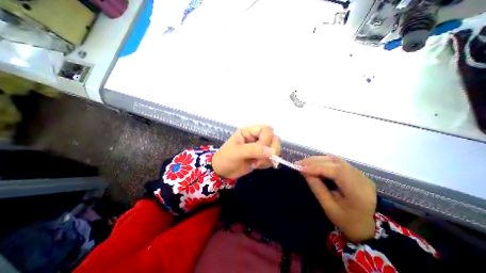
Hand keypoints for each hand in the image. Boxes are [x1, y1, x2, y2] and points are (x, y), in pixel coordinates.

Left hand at [213, 125, 280, 179]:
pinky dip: (267, 163)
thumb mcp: (237, 152)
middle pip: (274, 138)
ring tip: (256, 164)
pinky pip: (271, 158)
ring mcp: (259, 148)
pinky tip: (256, 166)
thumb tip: (272, 151)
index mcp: (249, 132)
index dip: (267, 139)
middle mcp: (256, 137)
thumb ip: (254, 150)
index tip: (261, 150)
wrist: (222, 172)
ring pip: (274, 149)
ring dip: (268, 158)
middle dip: (270, 150)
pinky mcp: (261, 157)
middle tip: (259, 160)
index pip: (266, 129)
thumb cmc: (226, 158)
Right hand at [299, 156, 376, 242]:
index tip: (301, 169)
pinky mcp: (356, 172)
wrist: (368, 226)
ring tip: (304, 163)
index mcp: (357, 192)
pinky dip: (323, 161)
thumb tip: (304, 171)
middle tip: (298, 163)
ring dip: (317, 160)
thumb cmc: (346, 220)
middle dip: (314, 161)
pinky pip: (337, 162)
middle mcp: (361, 179)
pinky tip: (314, 164)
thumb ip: (316, 187)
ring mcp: (360, 174)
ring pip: (335, 160)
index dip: (317, 168)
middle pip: (335, 162)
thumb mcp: (328, 207)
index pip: (336, 171)